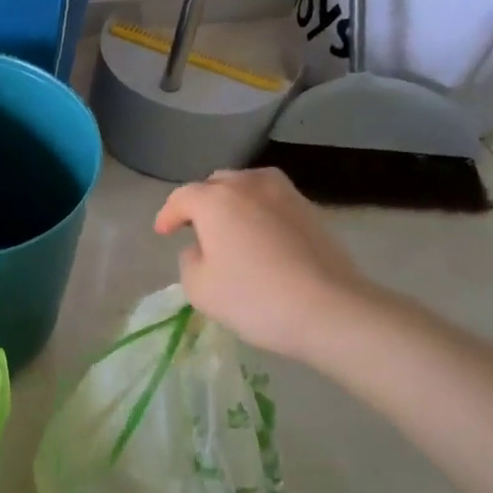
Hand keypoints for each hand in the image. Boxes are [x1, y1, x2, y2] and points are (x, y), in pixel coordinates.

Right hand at [154, 169, 378, 362]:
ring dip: (232, 201)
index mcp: (215, 199)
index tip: (162, 233)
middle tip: (194, 227)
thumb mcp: (199, 287)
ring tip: (228, 226)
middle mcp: (249, 185)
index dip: (168, 215)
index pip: (182, 197)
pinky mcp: (311, 210)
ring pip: (248, 186)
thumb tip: (203, 248)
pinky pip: (272, 201)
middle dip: (200, 202)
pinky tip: (259, 235)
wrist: (330, 309)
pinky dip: (259, 212)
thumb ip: (190, 260)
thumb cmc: (253, 298)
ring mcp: (285, 194)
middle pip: (216, 184)